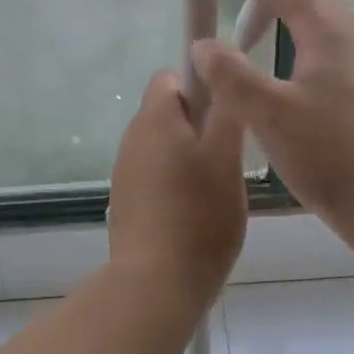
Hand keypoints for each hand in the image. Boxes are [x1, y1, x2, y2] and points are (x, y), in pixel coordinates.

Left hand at [107, 70, 246, 304]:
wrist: (156, 284)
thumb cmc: (199, 214)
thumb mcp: (226, 156)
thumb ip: (225, 108)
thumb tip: (218, 69)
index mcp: (154, 118)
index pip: (172, 76)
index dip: (202, 85)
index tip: (227, 114)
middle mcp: (132, 138)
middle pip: (168, 112)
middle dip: (200, 125)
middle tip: (230, 155)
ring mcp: (124, 172)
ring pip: (163, 146)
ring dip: (189, 156)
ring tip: (216, 189)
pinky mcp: (126, 202)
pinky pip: (154, 176)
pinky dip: (174, 184)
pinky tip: (195, 214)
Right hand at [190, 0, 353, 254]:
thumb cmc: (331, 155)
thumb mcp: (269, 114)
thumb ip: (232, 75)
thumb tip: (203, 44)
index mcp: (330, 36)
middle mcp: (353, 44)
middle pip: (313, 0)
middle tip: (240, 9)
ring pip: (325, 29)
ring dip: (291, 23)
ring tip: (259, 41)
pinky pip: (331, 55)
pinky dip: (302, 50)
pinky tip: (289, 83)